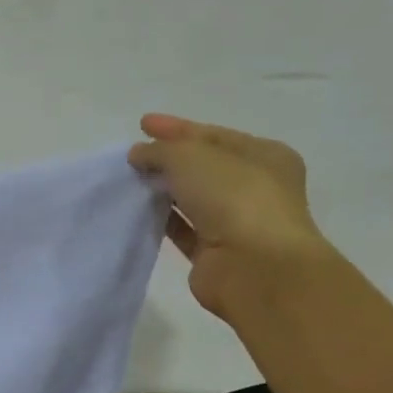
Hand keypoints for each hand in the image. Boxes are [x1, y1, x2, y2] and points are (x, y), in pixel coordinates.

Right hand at [127, 114, 333, 317]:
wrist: (255, 268)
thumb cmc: (234, 198)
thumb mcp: (191, 157)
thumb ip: (160, 150)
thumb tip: (138, 154)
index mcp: (264, 156)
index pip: (213, 135)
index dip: (177, 128)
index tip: (141, 124)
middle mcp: (255, 187)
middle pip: (203, 166)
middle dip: (168, 158)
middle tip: (133, 155)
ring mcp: (236, 222)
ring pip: (192, 198)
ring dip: (162, 189)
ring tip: (128, 181)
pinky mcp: (214, 253)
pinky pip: (182, 229)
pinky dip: (161, 219)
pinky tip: (136, 211)